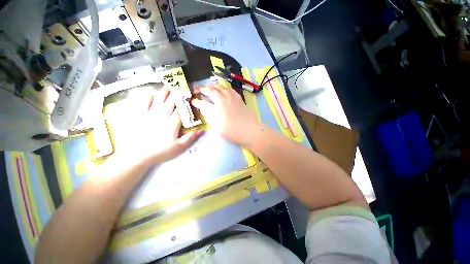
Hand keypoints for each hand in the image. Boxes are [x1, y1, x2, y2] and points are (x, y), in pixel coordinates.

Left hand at [110, 88, 201, 164]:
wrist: (137, 155)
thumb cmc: (160, 151)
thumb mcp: (179, 147)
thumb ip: (190, 138)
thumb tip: (201, 130)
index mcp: (172, 122)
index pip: (181, 109)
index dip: (186, 101)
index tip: (190, 94)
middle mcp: (162, 115)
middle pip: (171, 102)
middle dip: (177, 93)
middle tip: (181, 86)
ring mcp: (150, 115)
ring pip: (158, 100)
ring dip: (164, 92)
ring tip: (168, 85)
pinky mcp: (141, 117)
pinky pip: (144, 105)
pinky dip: (147, 98)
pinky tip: (149, 94)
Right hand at [191, 84, 259, 145]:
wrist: (250, 130)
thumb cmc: (233, 133)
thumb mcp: (217, 128)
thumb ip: (209, 117)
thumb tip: (205, 109)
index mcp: (215, 110)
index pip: (202, 103)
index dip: (196, 102)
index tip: (193, 101)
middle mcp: (221, 101)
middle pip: (210, 91)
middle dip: (202, 89)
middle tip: (198, 90)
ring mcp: (230, 97)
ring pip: (219, 87)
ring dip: (212, 86)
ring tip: (209, 87)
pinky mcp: (237, 97)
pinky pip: (228, 88)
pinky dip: (223, 87)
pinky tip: (222, 89)